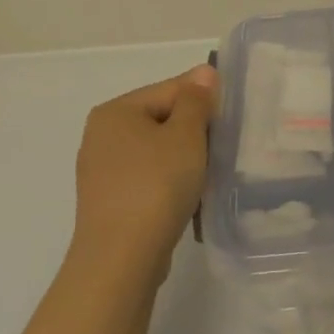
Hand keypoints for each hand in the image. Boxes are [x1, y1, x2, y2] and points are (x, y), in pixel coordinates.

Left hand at [71, 66, 216, 277]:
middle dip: (194, 131)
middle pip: (162, 118)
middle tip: (225, 146)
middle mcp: (102, 135)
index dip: (204, 99)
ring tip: (210, 173)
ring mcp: (102, 171)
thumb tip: (203, 73)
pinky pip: (148, 178)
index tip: (232, 116)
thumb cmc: (156, 186)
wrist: (121, 260)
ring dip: (184, 158)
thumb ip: (196, 101)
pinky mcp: (109, 202)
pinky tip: (189, 197)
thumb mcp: (186, 136)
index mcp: (115, 111)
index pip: (170, 89)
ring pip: (156, 151)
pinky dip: (169, 182)